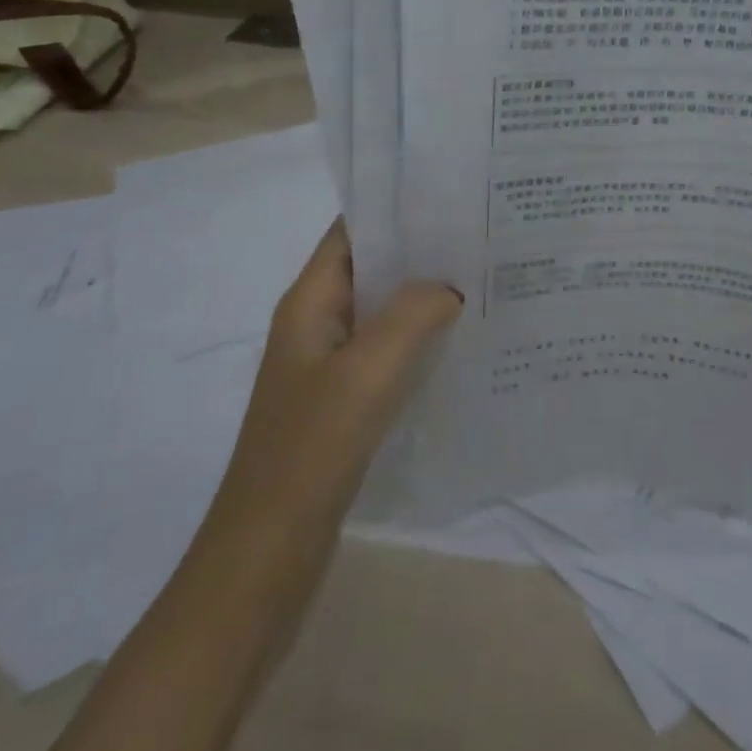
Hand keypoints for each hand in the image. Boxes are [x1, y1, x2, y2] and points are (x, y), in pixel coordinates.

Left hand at [208, 220, 460, 537]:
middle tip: (483, 239)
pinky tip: (463, 343)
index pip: (352, 232)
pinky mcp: (345, 400)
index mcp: (310, 302)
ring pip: (385, 312)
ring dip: (425, 298)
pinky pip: (389, 352)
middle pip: (374, 268)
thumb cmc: (312, 448)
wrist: (267, 551)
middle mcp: (318, 323)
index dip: (396, 209)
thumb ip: (413, 314)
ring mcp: (330, 364)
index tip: (452, 199)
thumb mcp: (367, 370)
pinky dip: (421, 340)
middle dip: (423, 252)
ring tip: (484, 282)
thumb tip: (450, 288)